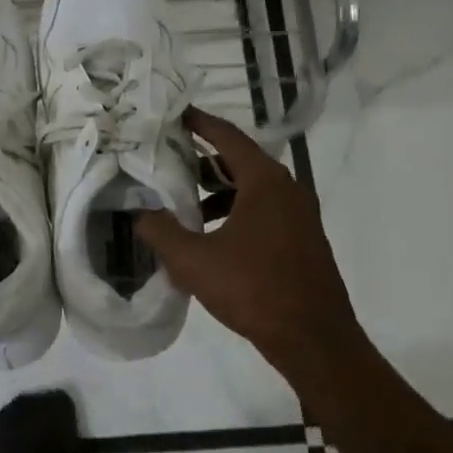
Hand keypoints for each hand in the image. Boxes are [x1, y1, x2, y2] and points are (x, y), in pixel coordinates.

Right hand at [136, 108, 362, 374]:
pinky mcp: (301, 238)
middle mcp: (287, 189)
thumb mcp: (193, 260)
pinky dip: (234, 211)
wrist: (313, 339)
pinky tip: (209, 236)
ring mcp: (299, 214)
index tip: (174, 113)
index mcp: (265, 181)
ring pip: (251, 188)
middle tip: (165, 159)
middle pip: (238, 160)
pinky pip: (262, 210)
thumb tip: (139, 212)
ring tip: (181, 203)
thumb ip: (160, 231)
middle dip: (201, 160)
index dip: (199, 122)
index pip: (227, 136)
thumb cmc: (254, 289)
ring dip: (216, 190)